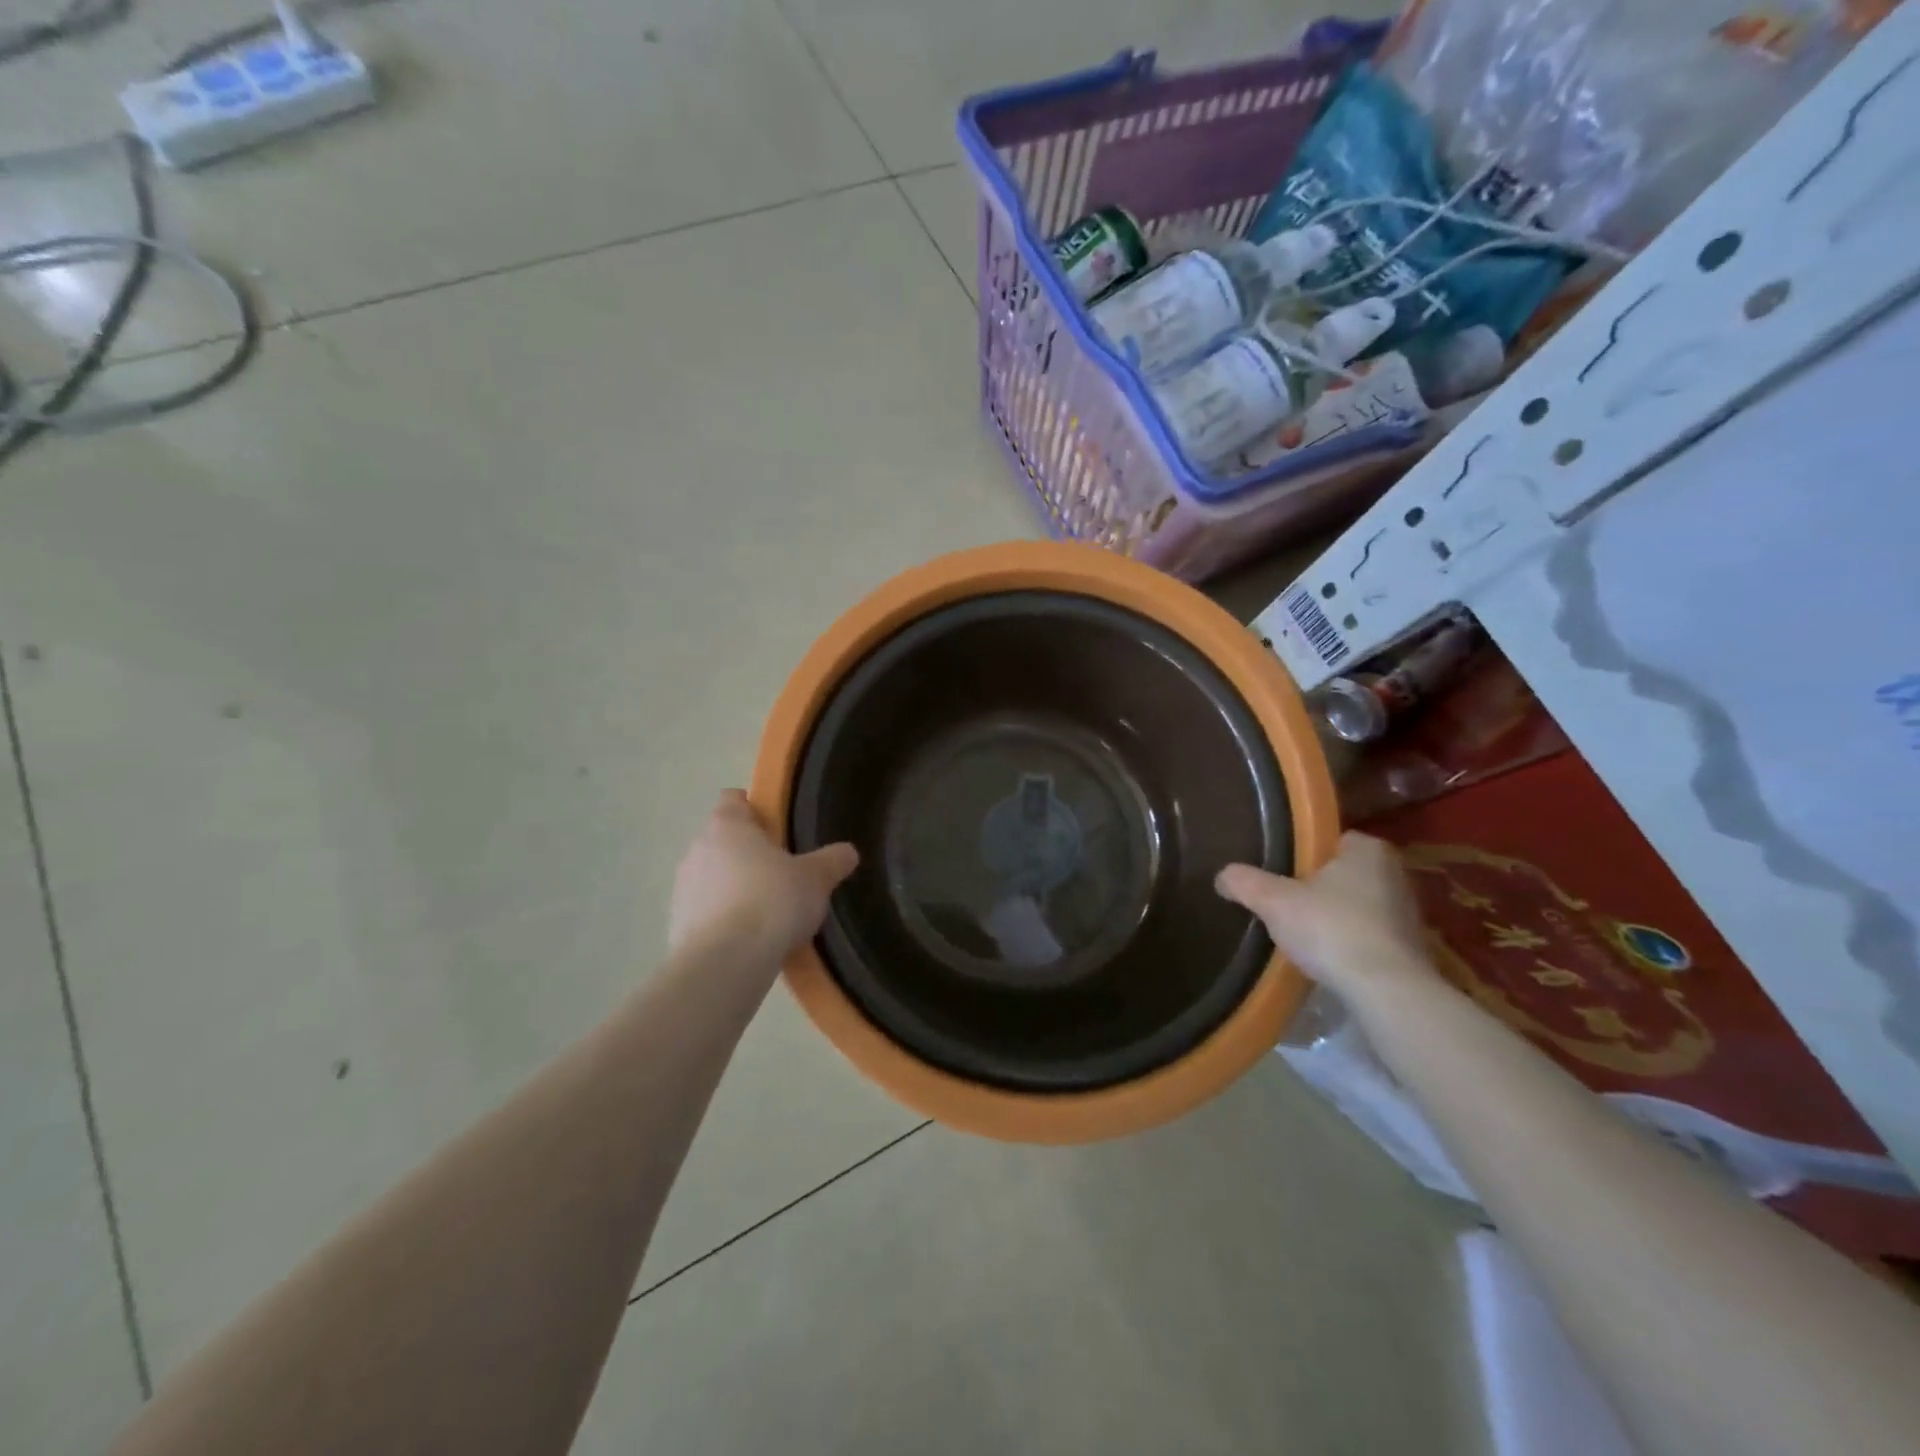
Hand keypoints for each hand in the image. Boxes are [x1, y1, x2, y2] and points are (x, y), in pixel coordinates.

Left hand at [669, 791, 858, 961]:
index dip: (754, 809)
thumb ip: (833, 861)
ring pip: (712, 877)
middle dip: (748, 854)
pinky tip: (748, 940)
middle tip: (782, 873)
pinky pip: (705, 913)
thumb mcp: (816, 879)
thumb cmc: (772, 901)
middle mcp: (697, 849)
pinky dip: (723, 920)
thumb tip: (848, 852)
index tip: (777, 829)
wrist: (726, 962)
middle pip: (723, 840)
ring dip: (733, 888)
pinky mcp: (677, 924)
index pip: (733, 800)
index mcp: (727, 826)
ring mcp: (682, 888)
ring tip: (766, 912)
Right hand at [1215, 832, 1436, 999]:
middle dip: (1318, 889)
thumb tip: (1222, 876)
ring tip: (1304, 936)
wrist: (1385, 991)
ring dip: (1335, 918)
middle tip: (1286, 905)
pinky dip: (1351, 944)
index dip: (1303, 857)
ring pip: (1358, 906)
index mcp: (1368, 849)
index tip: (1281, 875)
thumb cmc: (1331, 929)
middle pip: (1343, 874)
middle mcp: (1395, 874)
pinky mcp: (1411, 949)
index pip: (1330, 842)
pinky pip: (1370, 937)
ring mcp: (1408, 913)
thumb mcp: (1273, 901)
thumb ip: (1245, 883)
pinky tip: (1329, 960)